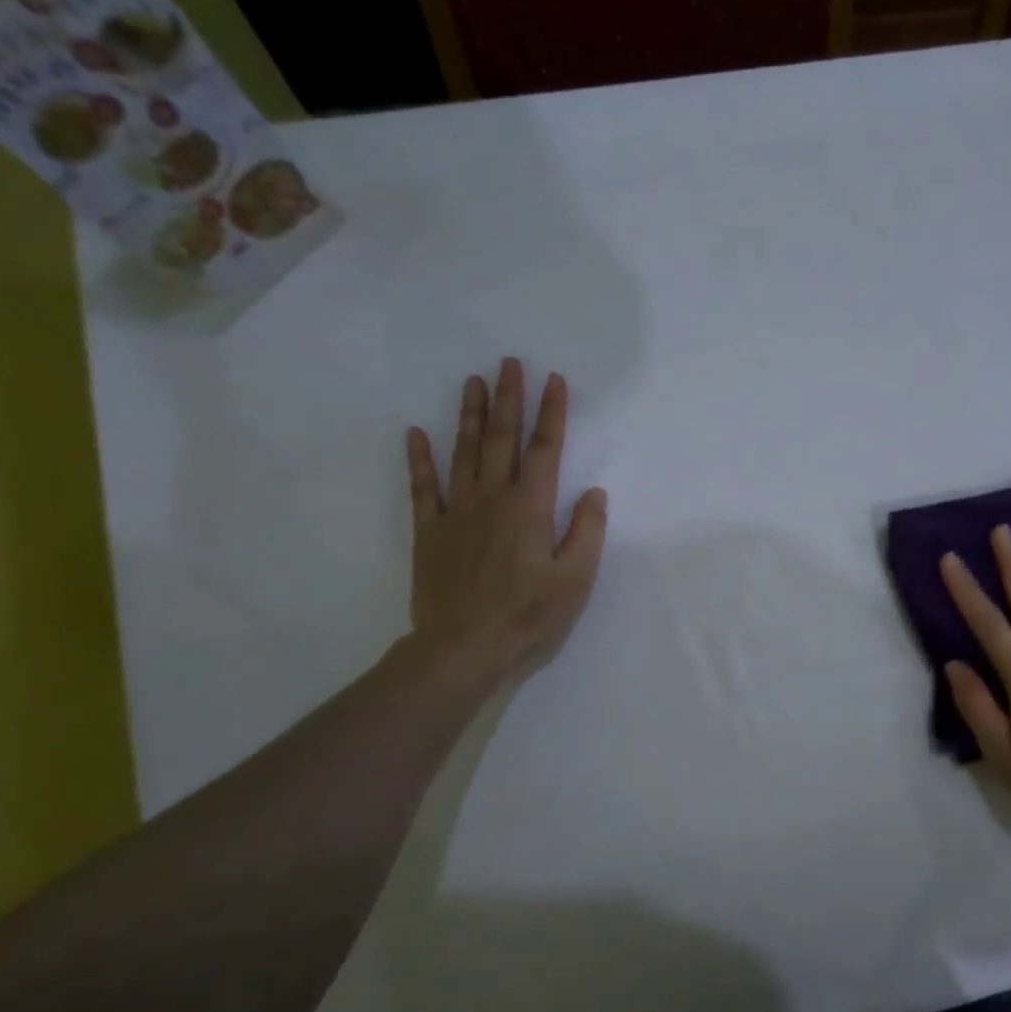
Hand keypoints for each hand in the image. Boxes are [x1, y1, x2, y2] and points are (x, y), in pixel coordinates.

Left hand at [405, 358, 607, 693]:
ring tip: (473, 382)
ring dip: (469, 416)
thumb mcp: (576, 580)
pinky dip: (419, 459)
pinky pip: (423, 488)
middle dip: (508, 399)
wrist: (464, 648)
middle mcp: (493, 500)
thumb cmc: (529, 617)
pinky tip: (416, 433)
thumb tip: (594, 493)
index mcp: (531, 509)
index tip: (554, 380)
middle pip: (501, 440)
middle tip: (509, 362)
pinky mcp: (430, 533)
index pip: (545, 451)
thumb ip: (587, 533)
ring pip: (463, 454)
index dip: (552, 414)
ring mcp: (457, 513)